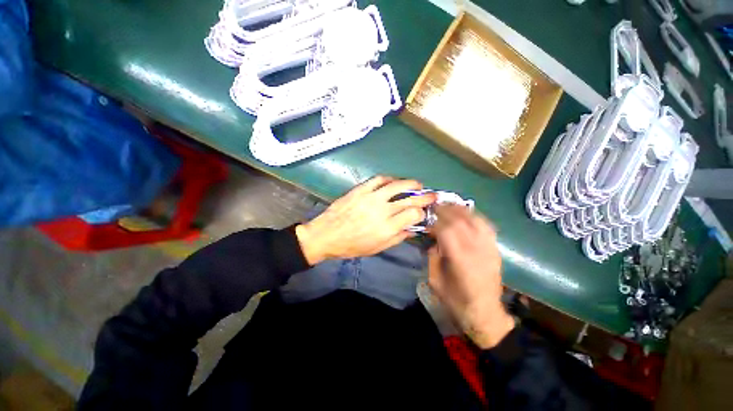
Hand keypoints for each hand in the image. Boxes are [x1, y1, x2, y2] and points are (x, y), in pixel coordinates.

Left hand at [295, 176, 435, 264]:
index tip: (423, 212)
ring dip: (411, 183)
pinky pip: (378, 179)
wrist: (326, 235)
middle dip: (424, 197)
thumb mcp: (377, 248)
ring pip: (397, 185)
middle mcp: (382, 210)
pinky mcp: (360, 190)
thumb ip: (397, 237)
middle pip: (409, 199)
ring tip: (417, 185)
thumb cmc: (352, 246)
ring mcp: (371, 197)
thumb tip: (413, 229)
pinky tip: (394, 181)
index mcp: (387, 228)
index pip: (413, 214)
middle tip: (431, 195)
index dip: (422, 212)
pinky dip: (389, 178)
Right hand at [428, 206, 514, 348]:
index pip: (447, 230)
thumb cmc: (456, 300)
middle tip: (436, 206)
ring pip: (476, 220)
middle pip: (462, 221)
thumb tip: (434, 241)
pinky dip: (475, 217)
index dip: (436, 222)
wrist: (485, 313)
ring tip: (450, 205)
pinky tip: (467, 214)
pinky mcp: (495, 250)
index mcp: (460, 260)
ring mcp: (489, 249)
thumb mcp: (434, 281)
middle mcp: (477, 251)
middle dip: (447, 210)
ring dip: (461, 210)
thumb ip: (432, 257)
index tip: (428, 220)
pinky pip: (486, 227)